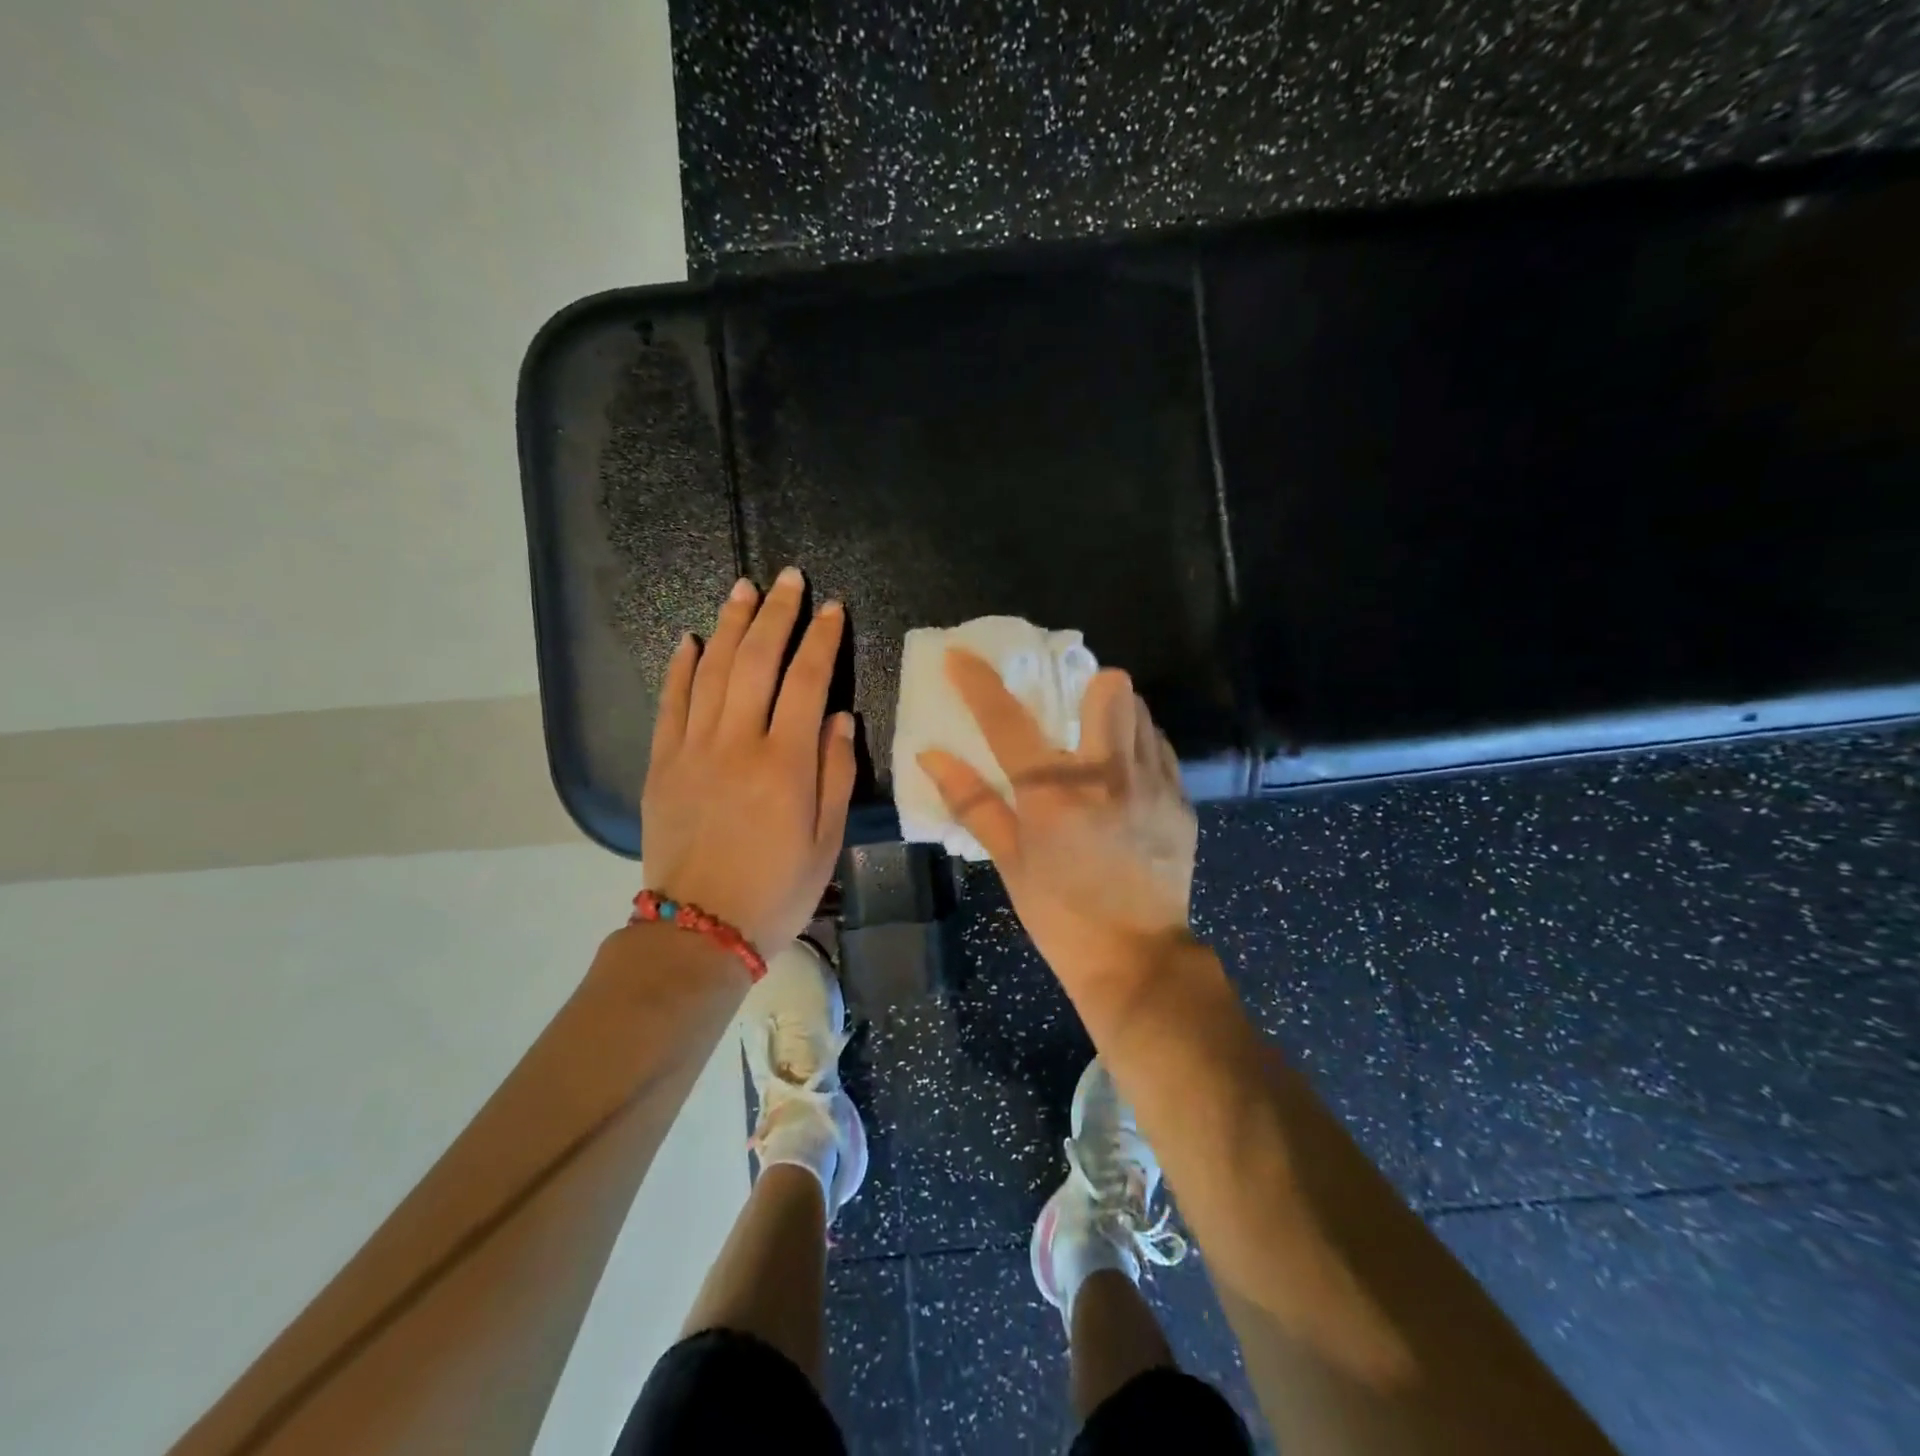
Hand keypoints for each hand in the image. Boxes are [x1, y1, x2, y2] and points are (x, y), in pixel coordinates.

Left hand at [642, 567, 856, 952]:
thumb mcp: (826, 841)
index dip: (822, 640)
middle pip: (757, 662)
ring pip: (712, 671)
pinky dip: (680, 667)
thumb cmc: (777, 890)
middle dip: (777, 614)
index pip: (808, 682)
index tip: (833, 609)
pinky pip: (669, 703)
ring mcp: (693, 750)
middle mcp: (738, 744)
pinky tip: (691, 639)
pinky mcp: (662, 764)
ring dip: (730, 625)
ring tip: (744, 589)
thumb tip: (841, 718)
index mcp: (785, 764)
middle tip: (789, 578)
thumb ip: (836, 774)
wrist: (698, 929)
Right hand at [918, 650, 1197, 998]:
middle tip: (1069, 713)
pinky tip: (1126, 780)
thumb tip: (932, 756)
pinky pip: (1161, 748)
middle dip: (1086, 687)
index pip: (1008, 721)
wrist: (1137, 960)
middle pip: (1109, 687)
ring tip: (1098, 745)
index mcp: (1054, 794)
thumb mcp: (1010, 861)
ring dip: (1115, 715)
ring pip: (1141, 711)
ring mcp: (1154, 785)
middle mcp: (1109, 775)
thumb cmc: (1060, 915)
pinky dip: (1139, 748)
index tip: (961, 656)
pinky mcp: (1181, 801)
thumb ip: (972, 802)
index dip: (979, 683)